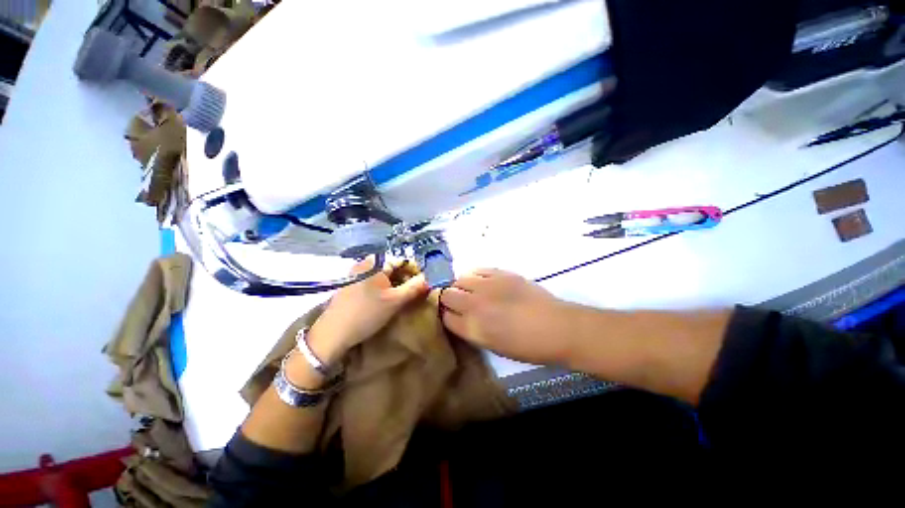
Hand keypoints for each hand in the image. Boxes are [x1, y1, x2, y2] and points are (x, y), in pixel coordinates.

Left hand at [307, 257, 428, 364]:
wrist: (332, 334)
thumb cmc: (366, 313)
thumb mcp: (395, 301)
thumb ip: (415, 287)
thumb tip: (431, 278)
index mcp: (376, 262)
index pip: (403, 261)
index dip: (416, 271)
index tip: (424, 285)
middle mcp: (365, 263)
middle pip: (393, 267)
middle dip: (407, 279)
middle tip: (416, 294)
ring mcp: (357, 274)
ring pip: (384, 276)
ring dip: (397, 285)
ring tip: (404, 299)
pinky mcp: (352, 285)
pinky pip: (375, 282)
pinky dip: (385, 289)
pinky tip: (388, 301)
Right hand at [440, 269, 574, 364]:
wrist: (556, 327)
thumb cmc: (526, 346)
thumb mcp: (493, 346)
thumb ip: (471, 330)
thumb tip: (460, 317)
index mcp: (473, 328)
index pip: (445, 316)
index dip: (445, 314)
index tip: (450, 314)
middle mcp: (475, 305)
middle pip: (446, 294)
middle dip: (447, 298)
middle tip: (458, 301)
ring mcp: (487, 286)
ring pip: (459, 279)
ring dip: (460, 285)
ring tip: (470, 290)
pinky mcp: (501, 273)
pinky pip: (477, 269)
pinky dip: (474, 275)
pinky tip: (481, 281)